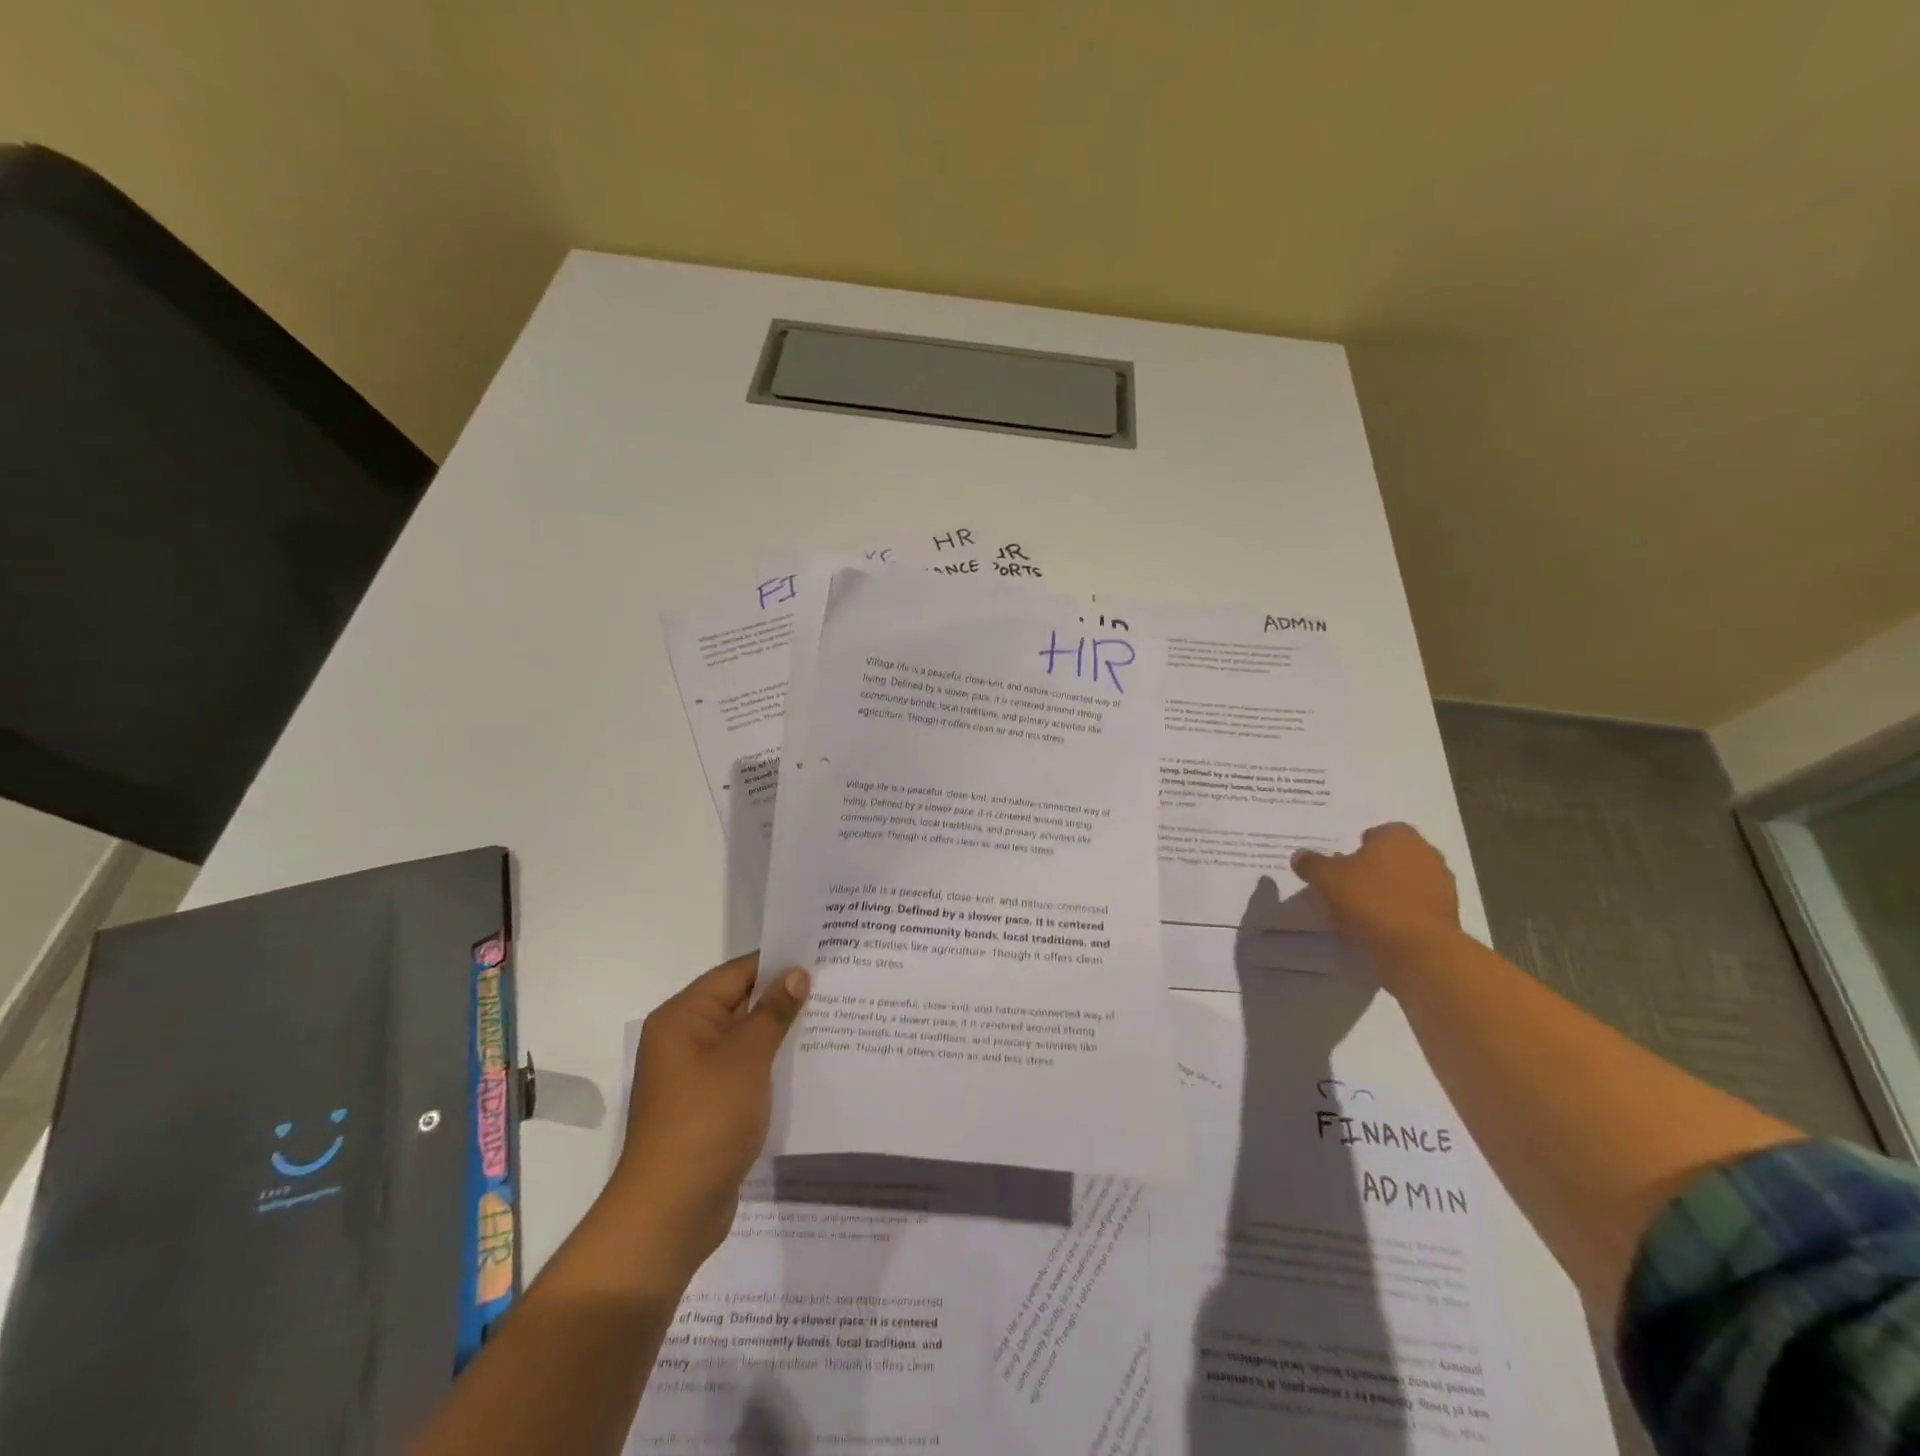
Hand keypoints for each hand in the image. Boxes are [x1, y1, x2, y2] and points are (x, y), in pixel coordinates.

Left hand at [610, 954, 809, 1275]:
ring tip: (830, 1018)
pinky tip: (807, 1061)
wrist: (671, 1211)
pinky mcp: (708, 1104)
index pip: (736, 974)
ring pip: (744, 1038)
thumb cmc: (706, 1121)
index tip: (820, 956)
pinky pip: (743, 1069)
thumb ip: (773, 1013)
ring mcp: (695, 1074)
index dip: (777, 963)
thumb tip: (796, 974)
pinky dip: (770, 1062)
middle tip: (834, 985)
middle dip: (783, 996)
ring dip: (779, 1031)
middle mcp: (684, 1039)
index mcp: (682, 1018)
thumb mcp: (746, 1058)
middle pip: (739, 1003)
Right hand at [1292, 823, 1460, 960]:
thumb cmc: (1371, 900)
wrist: (1418, 948)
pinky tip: (1382, 928)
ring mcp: (1443, 885)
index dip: (1357, 848)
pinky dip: (1402, 913)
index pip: (1377, 833)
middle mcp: (1427, 853)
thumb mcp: (1327, 878)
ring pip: (1407, 882)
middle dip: (1375, 869)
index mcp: (1400, 836)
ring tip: (1363, 912)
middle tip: (1349, 887)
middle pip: (1394, 857)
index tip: (1342, 866)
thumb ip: (1312, 864)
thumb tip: (1299, 856)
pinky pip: (1417, 907)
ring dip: (1390, 892)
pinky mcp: (1449, 914)